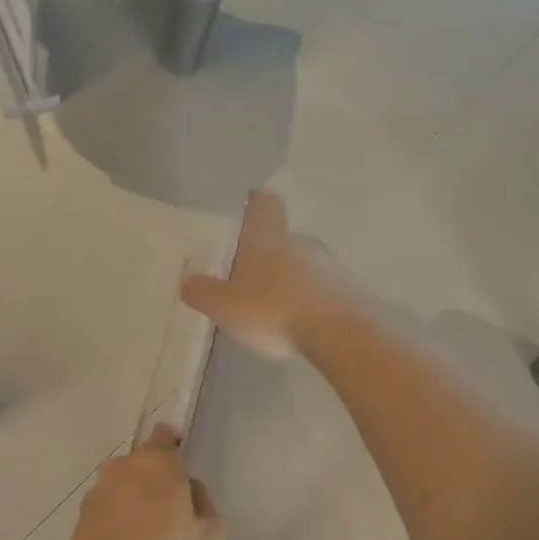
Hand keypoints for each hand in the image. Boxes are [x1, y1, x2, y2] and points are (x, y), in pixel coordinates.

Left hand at [61, 426, 224, 539]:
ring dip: (133, 503)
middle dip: (154, 480)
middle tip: (172, 513)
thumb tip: (189, 492)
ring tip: (148, 538)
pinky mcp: (79, 521)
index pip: (164, 436)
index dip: (174, 447)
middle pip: (142, 464)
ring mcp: (95, 494)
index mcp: (156, 462)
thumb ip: (203, 503)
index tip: (182, 469)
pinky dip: (116, 524)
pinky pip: (106, 513)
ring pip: (121, 488)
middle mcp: (120, 468)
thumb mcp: (211, 536)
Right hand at [180, 192, 334, 359]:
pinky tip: (302, 327)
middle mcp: (302, 243)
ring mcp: (331, 266)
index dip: (255, 206)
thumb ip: (203, 293)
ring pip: (305, 266)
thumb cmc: (274, 311)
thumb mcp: (225, 307)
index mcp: (268, 239)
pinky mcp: (351, 291)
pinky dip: (311, 303)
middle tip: (251, 282)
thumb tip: (187, 282)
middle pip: (283, 240)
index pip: (264, 205)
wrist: (339, 334)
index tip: (246, 214)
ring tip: (276, 312)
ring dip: (291, 282)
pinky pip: (324, 291)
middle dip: (268, 258)